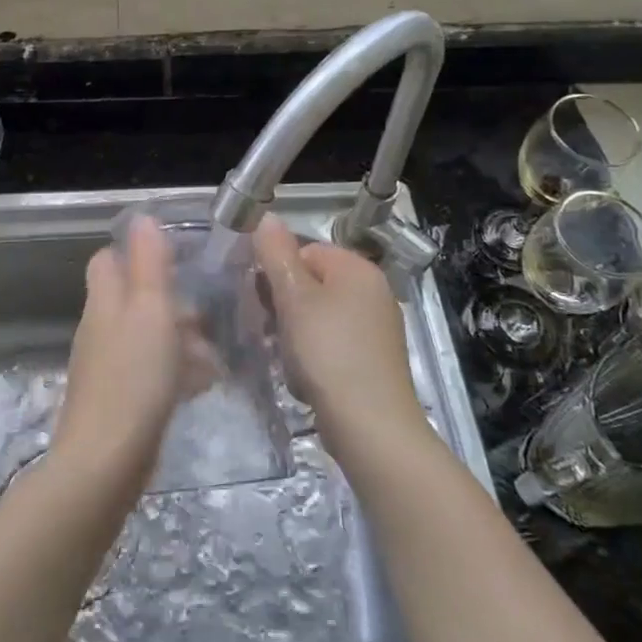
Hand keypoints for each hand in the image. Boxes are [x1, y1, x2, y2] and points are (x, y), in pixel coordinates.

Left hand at [55, 215, 185, 483]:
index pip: (109, 260)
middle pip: (134, 299)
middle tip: (210, 315)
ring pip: (147, 336)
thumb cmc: (134, 377)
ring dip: (182, 339)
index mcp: (105, 301)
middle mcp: (102, 328)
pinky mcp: (121, 398)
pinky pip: (151, 371)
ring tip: (217, 354)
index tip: (179, 259)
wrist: (106, 462)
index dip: (137, 253)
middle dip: (173, 302)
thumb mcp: (150, 310)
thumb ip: (148, 263)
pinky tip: (204, 384)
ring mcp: (108, 366)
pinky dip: (177, 370)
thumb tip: (142, 217)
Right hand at [255, 214, 430, 456]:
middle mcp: (373, 290)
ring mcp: (377, 326)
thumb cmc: (327, 352)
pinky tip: (306, 378)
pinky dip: (315, 356)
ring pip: (319, 316)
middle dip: (285, 307)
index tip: (264, 302)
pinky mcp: (374, 358)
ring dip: (295, 335)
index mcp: (357, 268)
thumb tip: (266, 217)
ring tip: (289, 360)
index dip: (278, 275)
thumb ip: (276, 255)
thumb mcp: (294, 298)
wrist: (371, 425)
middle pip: (313, 283)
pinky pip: (333, 343)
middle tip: (274, 332)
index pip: (305, 251)